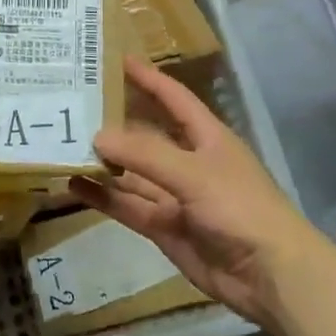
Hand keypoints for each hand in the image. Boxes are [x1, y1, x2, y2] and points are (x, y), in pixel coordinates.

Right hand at [77, 57, 319, 329]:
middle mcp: (188, 161)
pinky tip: (74, 185)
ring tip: (64, 145)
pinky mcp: (164, 226)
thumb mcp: (193, 173)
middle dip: (115, 121)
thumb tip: (97, 136)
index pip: (173, 98)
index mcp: (206, 137)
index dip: (148, 78)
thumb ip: (145, 155)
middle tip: (73, 105)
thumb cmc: (240, 208)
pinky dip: (103, 196)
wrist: (270, 275)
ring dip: (103, 161)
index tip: (116, 59)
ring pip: (132, 172)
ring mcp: (175, 195)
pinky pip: (128, 206)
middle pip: (146, 135)